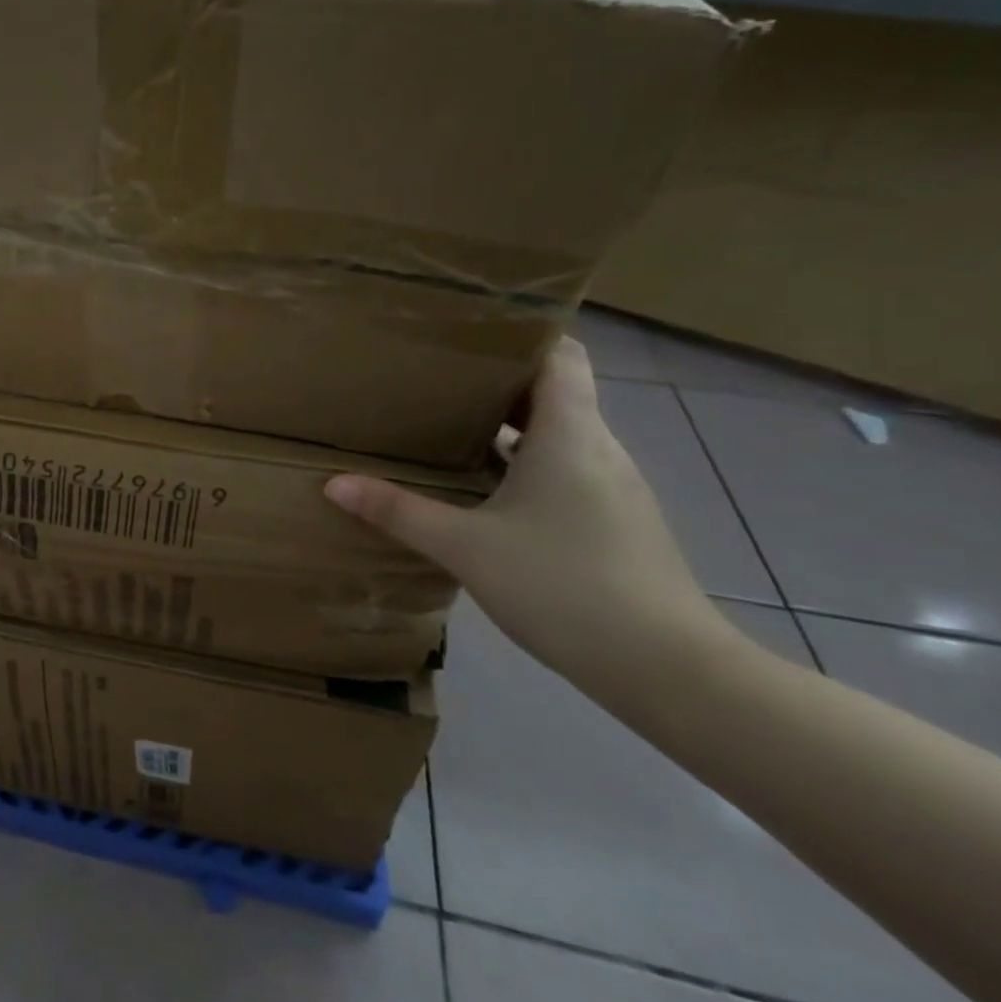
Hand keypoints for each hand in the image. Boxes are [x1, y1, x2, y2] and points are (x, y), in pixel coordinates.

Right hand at [324, 337, 737, 685]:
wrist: (666, 668)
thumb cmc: (563, 585)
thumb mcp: (465, 547)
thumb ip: (398, 511)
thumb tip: (334, 484)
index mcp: (569, 434)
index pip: (561, 354)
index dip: (522, 335)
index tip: (468, 333)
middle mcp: (598, 448)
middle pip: (554, 391)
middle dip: (496, 382)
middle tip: (435, 380)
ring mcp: (613, 487)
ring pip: (559, 434)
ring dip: (510, 427)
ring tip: (450, 428)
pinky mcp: (616, 522)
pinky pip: (567, 470)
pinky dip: (527, 464)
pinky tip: (487, 491)